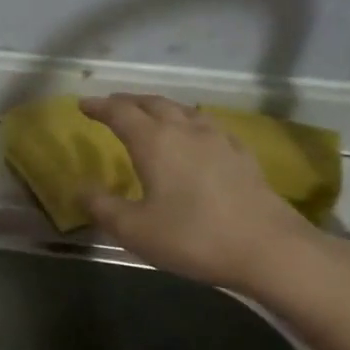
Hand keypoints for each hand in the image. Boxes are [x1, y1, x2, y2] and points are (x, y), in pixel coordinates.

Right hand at [80, 93, 321, 295]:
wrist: (268, 248)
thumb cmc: (192, 237)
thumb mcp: (134, 230)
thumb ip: (103, 207)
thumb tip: (80, 189)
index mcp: (154, 142)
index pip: (120, 113)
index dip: (99, 107)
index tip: (83, 104)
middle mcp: (185, 130)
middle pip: (152, 103)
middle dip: (128, 102)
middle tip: (111, 105)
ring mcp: (218, 139)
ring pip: (182, 110)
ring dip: (160, 108)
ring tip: (149, 115)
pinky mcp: (241, 154)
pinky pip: (207, 125)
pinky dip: (189, 122)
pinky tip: (195, 136)